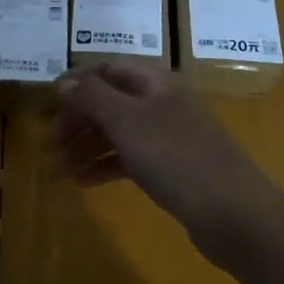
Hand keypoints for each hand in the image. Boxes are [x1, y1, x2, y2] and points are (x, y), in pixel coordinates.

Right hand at [51, 62, 283, 270]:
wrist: (236, 214)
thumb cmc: (177, 158)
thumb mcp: (127, 121)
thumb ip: (92, 97)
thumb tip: (63, 82)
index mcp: (154, 81)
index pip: (106, 69)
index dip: (75, 83)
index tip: (47, 106)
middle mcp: (161, 102)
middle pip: (110, 100)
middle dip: (77, 120)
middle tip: (49, 146)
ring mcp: (168, 135)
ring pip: (118, 131)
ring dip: (86, 146)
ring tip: (58, 171)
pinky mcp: (172, 167)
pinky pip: (130, 158)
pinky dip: (105, 165)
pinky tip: (84, 182)